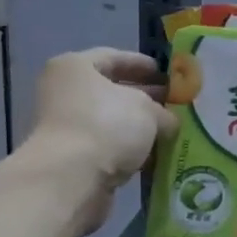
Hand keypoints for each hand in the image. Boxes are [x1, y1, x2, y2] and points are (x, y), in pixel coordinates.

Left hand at [25, 49, 177, 233]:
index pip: (113, 57)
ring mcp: (66, 128)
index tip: (164, 73)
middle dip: (143, 98)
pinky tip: (154, 155)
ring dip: (137, 127)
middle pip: (110, 91)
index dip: (141, 64)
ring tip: (169, 130)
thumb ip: (162, 112)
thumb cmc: (107, 126)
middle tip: (172, 103)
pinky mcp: (72, 159)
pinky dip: (128, 150)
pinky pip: (107, 147)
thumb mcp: (146, 110)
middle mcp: (64, 94)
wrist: (71, 179)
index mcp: (74, 68)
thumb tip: (168, 122)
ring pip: (110, 122)